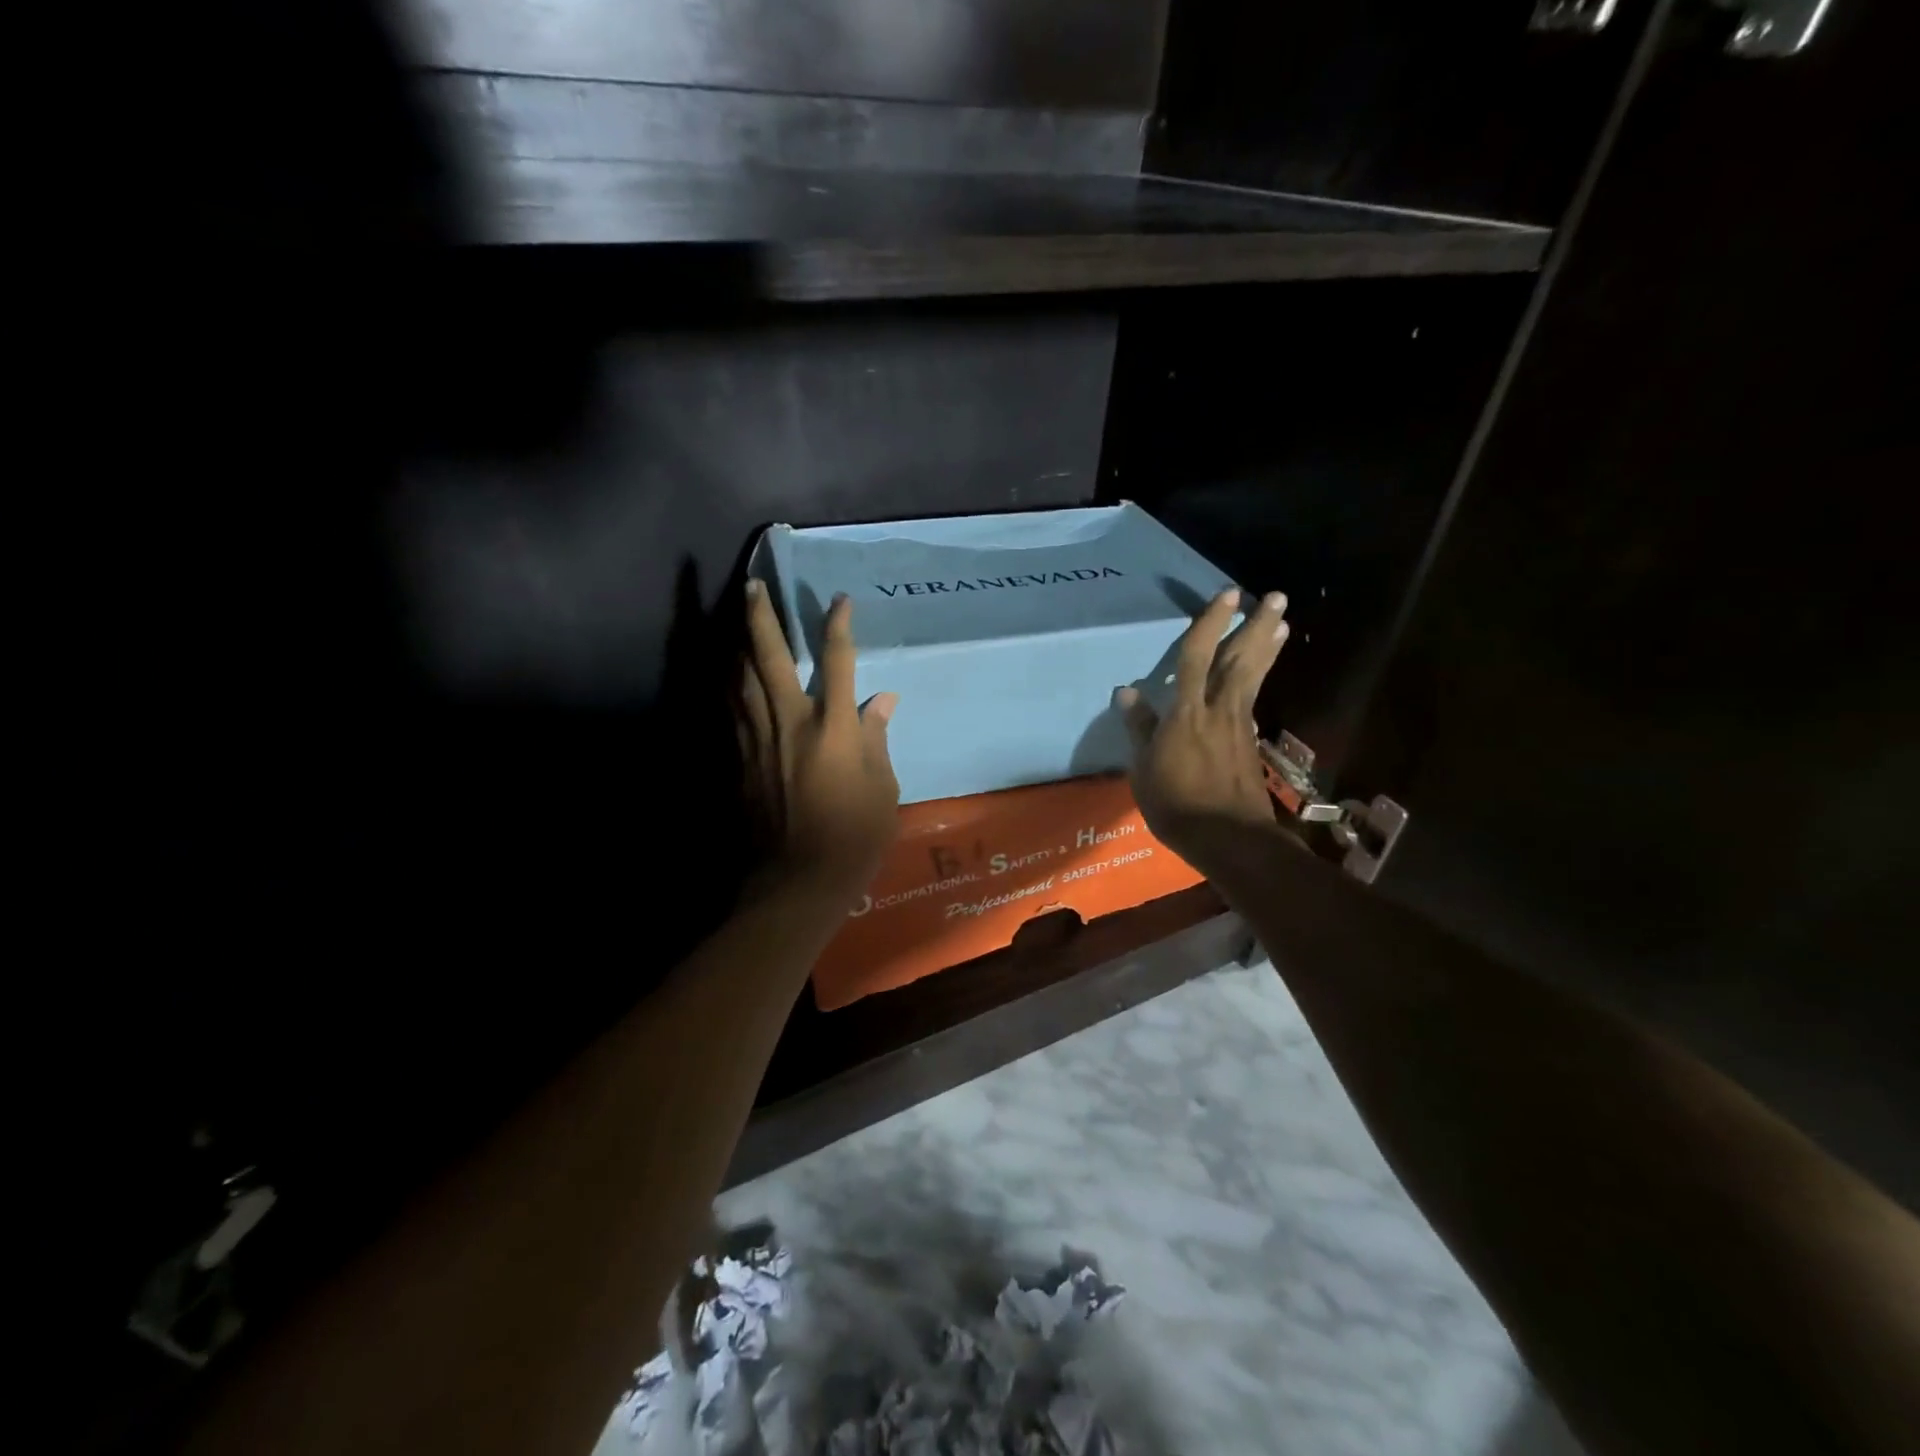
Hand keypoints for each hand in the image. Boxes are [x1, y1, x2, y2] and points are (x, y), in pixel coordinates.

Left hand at [738, 580, 900, 900]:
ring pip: (740, 680)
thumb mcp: (883, 789)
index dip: (838, 626)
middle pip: (769, 658)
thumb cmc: (854, 837)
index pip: (837, 662)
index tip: (838, 600)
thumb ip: (878, 739)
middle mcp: (791, 723)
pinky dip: (728, 686)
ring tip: (733, 618)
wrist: (798, 880)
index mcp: (834, 728)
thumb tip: (883, 701)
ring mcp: (758, 741)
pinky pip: (731, 712)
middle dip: (761, 618)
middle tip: (751, 586)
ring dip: (736, 644)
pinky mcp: (739, 761)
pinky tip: (726, 674)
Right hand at [1113, 588, 1290, 864]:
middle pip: (1240, 659)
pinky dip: (1260, 681)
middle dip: (1257, 626)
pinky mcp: (1250, 743)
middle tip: (1276, 597)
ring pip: (1253, 676)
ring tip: (1282, 623)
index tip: (1227, 594)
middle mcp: (1219, 709)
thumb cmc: (1177, 804)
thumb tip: (1126, 692)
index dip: (1211, 623)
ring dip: (1267, 647)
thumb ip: (1139, 729)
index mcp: (1188, 712)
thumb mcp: (1144, 769)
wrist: (1228, 838)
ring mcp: (1239, 726)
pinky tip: (1260, 677)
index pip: (1197, 657)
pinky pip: (1254, 700)